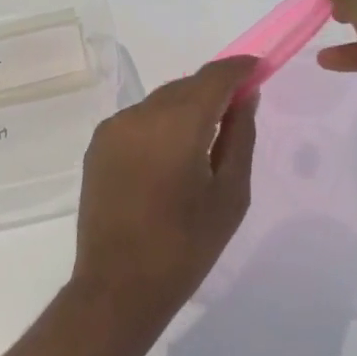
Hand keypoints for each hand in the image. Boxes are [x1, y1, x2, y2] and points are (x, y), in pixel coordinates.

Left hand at [70, 57, 259, 345]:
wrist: (118, 286)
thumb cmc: (185, 247)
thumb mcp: (229, 195)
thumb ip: (240, 137)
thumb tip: (244, 98)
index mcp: (177, 124)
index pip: (213, 77)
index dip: (239, 68)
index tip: (259, 70)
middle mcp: (139, 114)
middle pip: (185, 86)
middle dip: (213, 91)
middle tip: (237, 112)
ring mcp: (113, 128)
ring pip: (160, 102)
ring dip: (185, 109)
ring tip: (203, 142)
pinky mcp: (97, 145)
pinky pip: (138, 120)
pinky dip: (160, 125)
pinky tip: (170, 157)